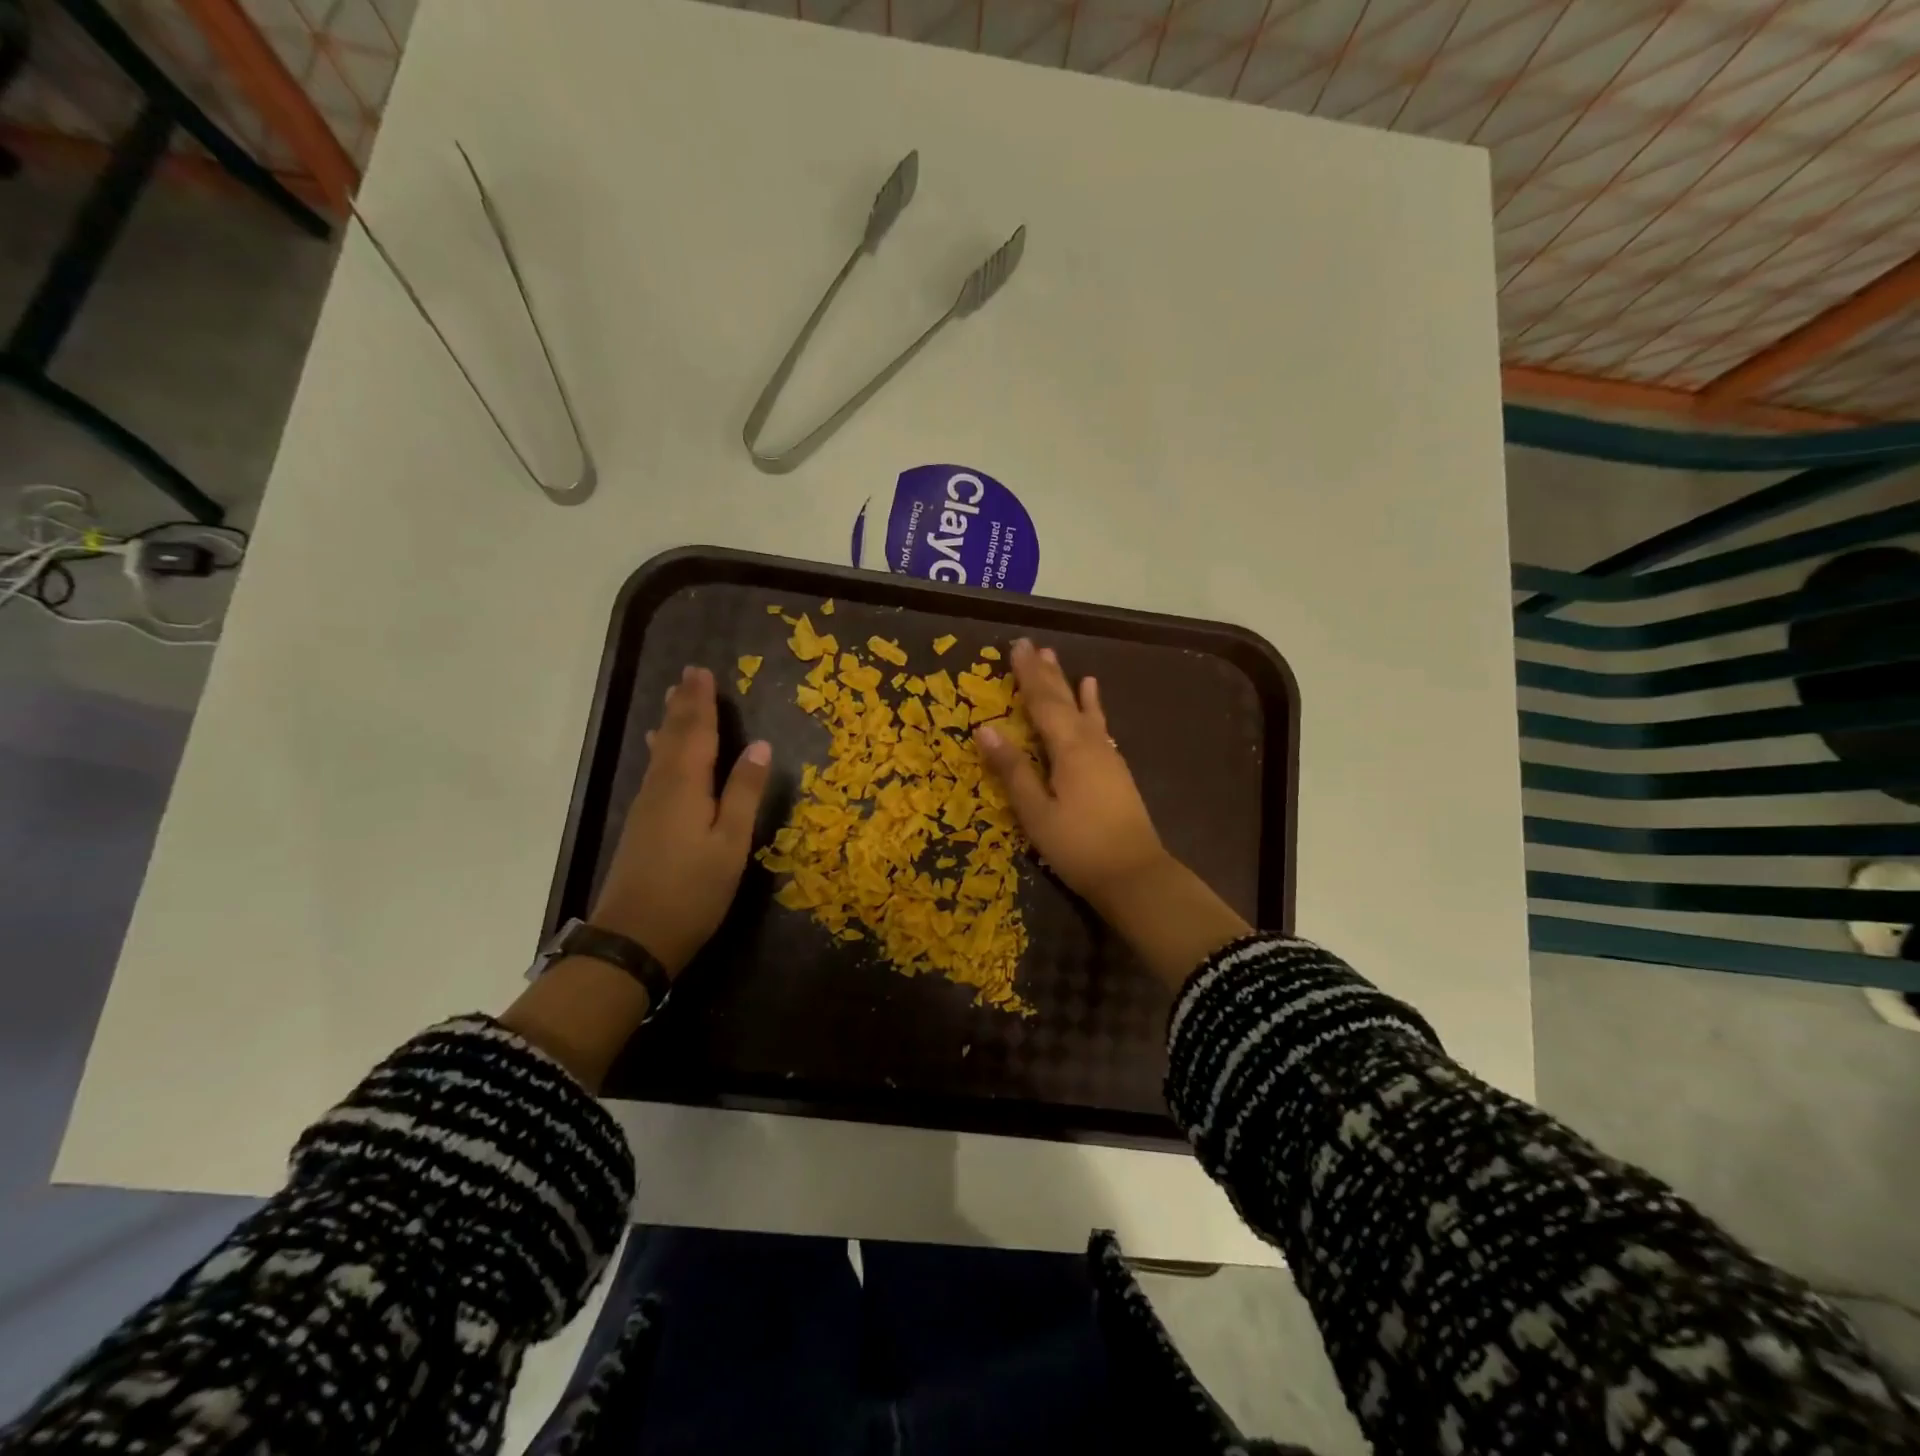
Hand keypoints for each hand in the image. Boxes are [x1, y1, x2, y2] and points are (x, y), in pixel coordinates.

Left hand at [590, 665, 771, 973]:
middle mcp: (661, 787)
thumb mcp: (730, 842)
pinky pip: (655, 770)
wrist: (634, 938)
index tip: (703, 672)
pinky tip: (660, 753)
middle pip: (674, 737)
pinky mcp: (641, 825)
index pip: (697, 733)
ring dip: (670, 724)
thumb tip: (761, 745)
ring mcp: (646, 807)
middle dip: (683, 706)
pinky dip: (663, 750)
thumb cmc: (692, 890)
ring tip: (672, 701)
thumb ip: (744, 792)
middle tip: (687, 676)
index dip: (701, 702)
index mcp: (686, 786)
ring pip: (661, 753)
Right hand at [973, 638, 1168, 910]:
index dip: (1027, 675)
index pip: (1042, 702)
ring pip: (1082, 709)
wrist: (1135, 875)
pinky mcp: (1115, 769)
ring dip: (1067, 684)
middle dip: (1045, 673)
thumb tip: (985, 730)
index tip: (1016, 647)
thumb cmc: (1078, 846)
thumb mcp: (1036, 812)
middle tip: (1032, 645)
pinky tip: (1092, 697)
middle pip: (1063, 700)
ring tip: (1057, 660)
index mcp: (1068, 749)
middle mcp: (1090, 742)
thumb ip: (1013, 770)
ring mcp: (1107, 755)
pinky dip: (1093, 707)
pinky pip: (1099, 726)